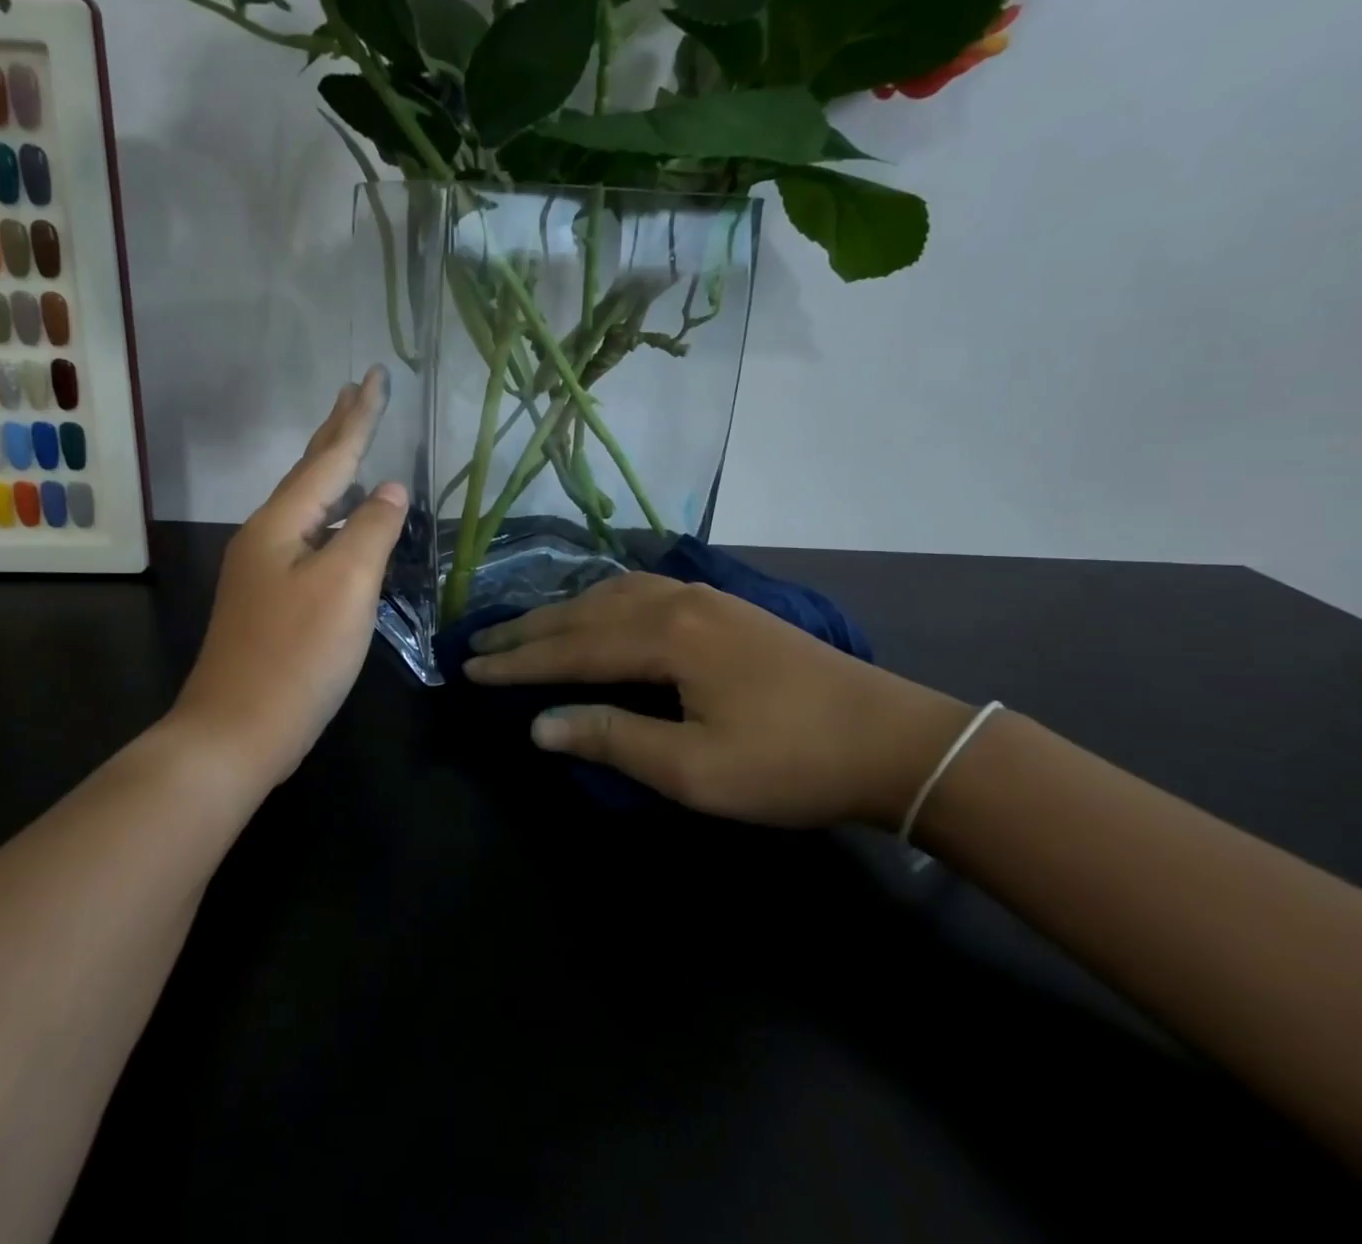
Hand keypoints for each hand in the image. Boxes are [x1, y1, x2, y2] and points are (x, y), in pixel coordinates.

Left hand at [167, 369, 406, 788]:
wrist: (236, 732)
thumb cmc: (296, 656)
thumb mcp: (345, 586)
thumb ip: (371, 530)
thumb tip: (391, 489)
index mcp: (281, 523)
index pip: (330, 457)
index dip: (358, 417)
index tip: (376, 377)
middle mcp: (266, 536)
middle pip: (310, 471)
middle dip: (337, 430)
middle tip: (357, 391)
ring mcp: (263, 569)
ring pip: (306, 504)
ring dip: (331, 469)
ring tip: (351, 442)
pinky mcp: (270, 599)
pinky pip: (307, 536)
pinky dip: (330, 514)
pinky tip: (340, 521)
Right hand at [463, 573, 974, 828]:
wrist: (892, 738)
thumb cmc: (790, 763)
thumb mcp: (695, 771)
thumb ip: (613, 739)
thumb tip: (539, 723)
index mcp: (665, 637)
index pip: (570, 648)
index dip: (516, 662)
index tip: (468, 669)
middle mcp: (674, 602)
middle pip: (583, 612)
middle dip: (527, 631)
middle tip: (478, 644)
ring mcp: (701, 596)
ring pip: (609, 593)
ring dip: (561, 611)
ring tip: (524, 628)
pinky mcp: (721, 605)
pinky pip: (639, 590)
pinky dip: (600, 599)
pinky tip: (596, 608)